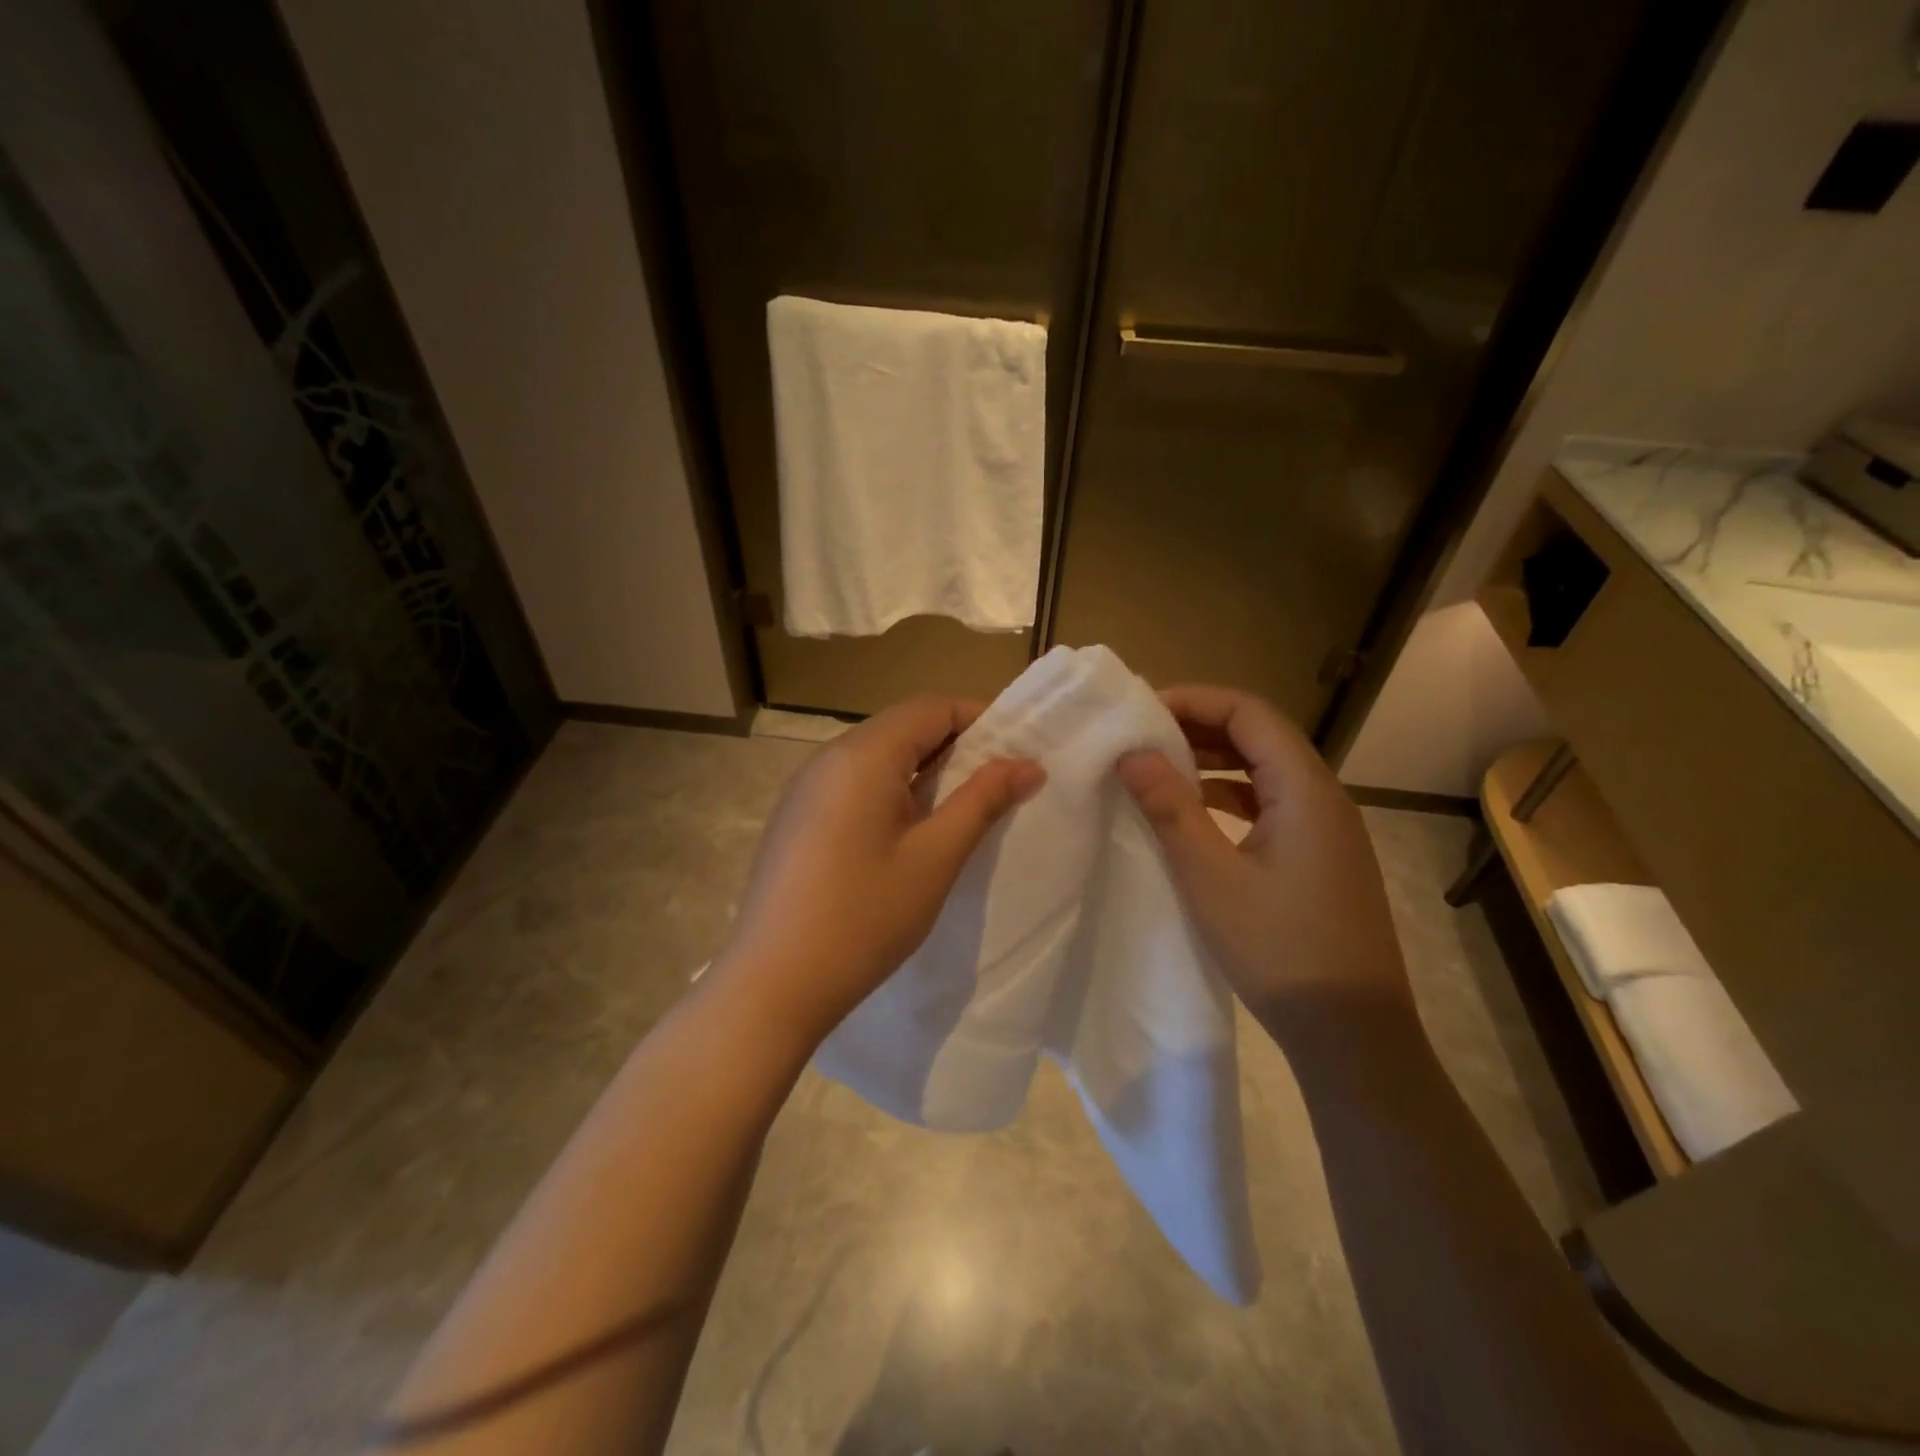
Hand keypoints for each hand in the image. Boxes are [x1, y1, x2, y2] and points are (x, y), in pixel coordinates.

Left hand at [713, 697, 1044, 1045]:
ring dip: (924, 769)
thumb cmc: (864, 917)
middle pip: (902, 727)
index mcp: (862, 755)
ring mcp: (805, 787)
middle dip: (955, 744)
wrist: (773, 985)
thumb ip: (983, 801)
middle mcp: (828, 757)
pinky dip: (892, 790)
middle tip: (998, 783)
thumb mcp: (935, 857)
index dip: (980, 719)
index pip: (931, 708)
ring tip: (961, 808)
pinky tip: (908, 831)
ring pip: (877, 756)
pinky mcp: (796, 817)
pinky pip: (853, 783)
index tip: (1018, 751)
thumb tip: (1028, 765)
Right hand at [1117, 685, 1416, 1048]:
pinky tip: (1196, 813)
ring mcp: (1327, 830)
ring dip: (1214, 761)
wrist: (1352, 1034)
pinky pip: (1272, 805)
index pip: (1249, 712)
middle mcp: (1324, 797)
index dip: (1194, 701)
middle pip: (1260, 736)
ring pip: (1266, 771)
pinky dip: (1230, 796)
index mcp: (1305, 789)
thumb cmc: (1279, 948)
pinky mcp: (1321, 858)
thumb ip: (1170, 808)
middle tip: (1142, 735)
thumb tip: (1132, 754)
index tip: (1141, 712)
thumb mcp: (1210, 876)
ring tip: (1160, 766)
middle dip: (1200, 726)